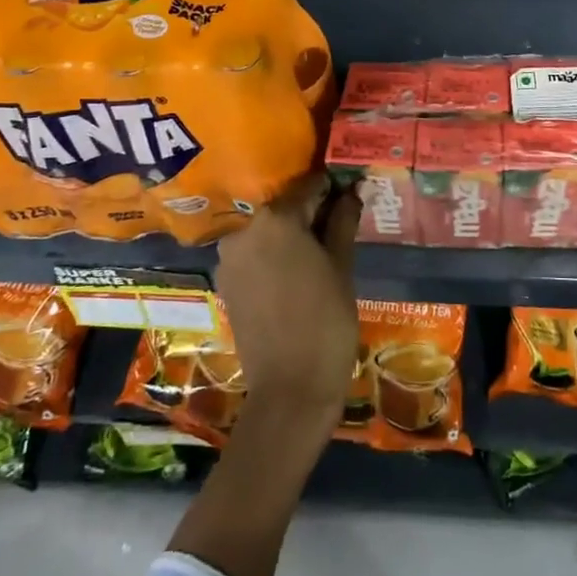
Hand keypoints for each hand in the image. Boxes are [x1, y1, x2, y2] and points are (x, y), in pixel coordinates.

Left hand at [214, 175, 360, 435]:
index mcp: (274, 219)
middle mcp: (244, 230)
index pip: (308, 185)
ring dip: (290, 232)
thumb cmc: (326, 320)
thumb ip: (342, 221)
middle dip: (310, 209)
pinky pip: (254, 254)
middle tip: (339, 221)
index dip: (333, 186)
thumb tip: (350, 191)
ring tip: (320, 248)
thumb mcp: (342, 266)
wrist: (290, 389)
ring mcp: (229, 258)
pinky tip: (297, 270)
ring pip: (266, 231)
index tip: (350, 190)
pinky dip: (274, 254)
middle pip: (283, 206)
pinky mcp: (226, 283)